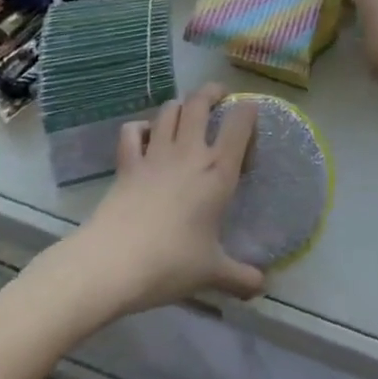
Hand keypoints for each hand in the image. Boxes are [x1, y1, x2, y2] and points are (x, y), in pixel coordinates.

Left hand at [58, 83, 264, 317]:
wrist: (113, 263)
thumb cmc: (170, 263)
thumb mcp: (211, 273)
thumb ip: (239, 277)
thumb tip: (263, 286)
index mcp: (217, 170)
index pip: (240, 122)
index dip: (248, 111)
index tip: (250, 115)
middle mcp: (190, 151)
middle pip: (201, 101)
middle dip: (212, 92)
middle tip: (219, 97)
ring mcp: (155, 152)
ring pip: (169, 109)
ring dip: (180, 106)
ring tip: (186, 113)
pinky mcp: (127, 162)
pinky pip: (132, 130)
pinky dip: (139, 128)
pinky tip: (144, 137)